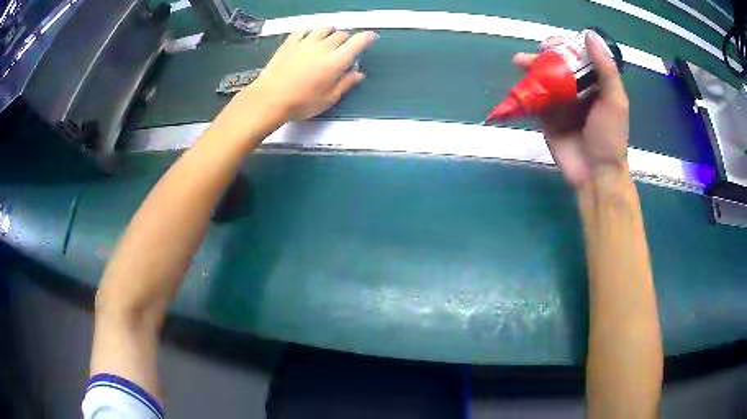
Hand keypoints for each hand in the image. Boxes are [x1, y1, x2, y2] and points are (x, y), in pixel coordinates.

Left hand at [236, 26, 378, 121]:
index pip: (359, 41)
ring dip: (329, 32)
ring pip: (324, 28)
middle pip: (341, 34)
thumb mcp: (328, 99)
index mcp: (337, 60)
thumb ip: (346, 83)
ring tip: (326, 42)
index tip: (371, 38)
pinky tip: (306, 41)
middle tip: (342, 51)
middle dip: (346, 40)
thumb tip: (359, 73)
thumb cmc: (301, 103)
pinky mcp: (289, 43)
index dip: (368, 37)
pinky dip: (309, 33)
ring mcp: (305, 42)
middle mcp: (323, 46)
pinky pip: (303, 31)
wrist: (269, 99)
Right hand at [513, 34, 629, 187]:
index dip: (566, 46)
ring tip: (519, 62)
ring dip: (531, 69)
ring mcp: (560, 105)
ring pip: (543, 80)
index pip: (578, 58)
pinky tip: (517, 84)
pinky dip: (524, 91)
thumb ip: (606, 70)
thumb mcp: (615, 101)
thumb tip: (589, 36)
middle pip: (558, 66)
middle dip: (545, 56)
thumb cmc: (610, 137)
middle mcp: (576, 91)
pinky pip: (533, 101)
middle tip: (537, 53)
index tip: (555, 43)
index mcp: (594, 84)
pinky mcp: (546, 119)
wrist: (595, 173)